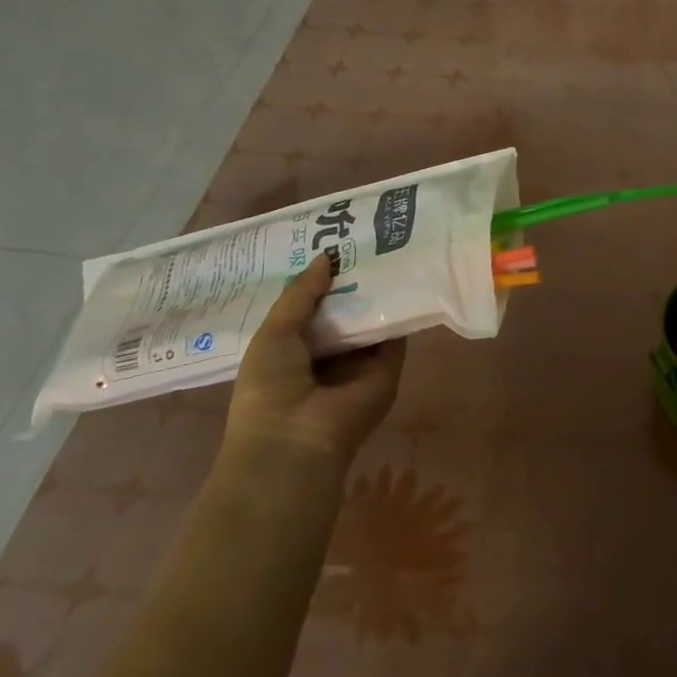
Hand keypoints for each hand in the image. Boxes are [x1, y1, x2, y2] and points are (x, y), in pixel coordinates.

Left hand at [224, 252, 404, 473]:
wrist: (298, 440)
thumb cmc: (270, 388)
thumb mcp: (274, 333)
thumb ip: (300, 294)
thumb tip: (326, 256)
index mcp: (294, 350)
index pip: (312, 307)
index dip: (320, 278)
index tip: (332, 241)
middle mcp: (329, 354)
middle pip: (345, 309)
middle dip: (352, 278)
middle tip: (365, 235)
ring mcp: (361, 361)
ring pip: (373, 317)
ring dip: (379, 289)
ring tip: (390, 244)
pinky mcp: (389, 366)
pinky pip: (397, 331)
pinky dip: (401, 307)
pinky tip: (406, 273)